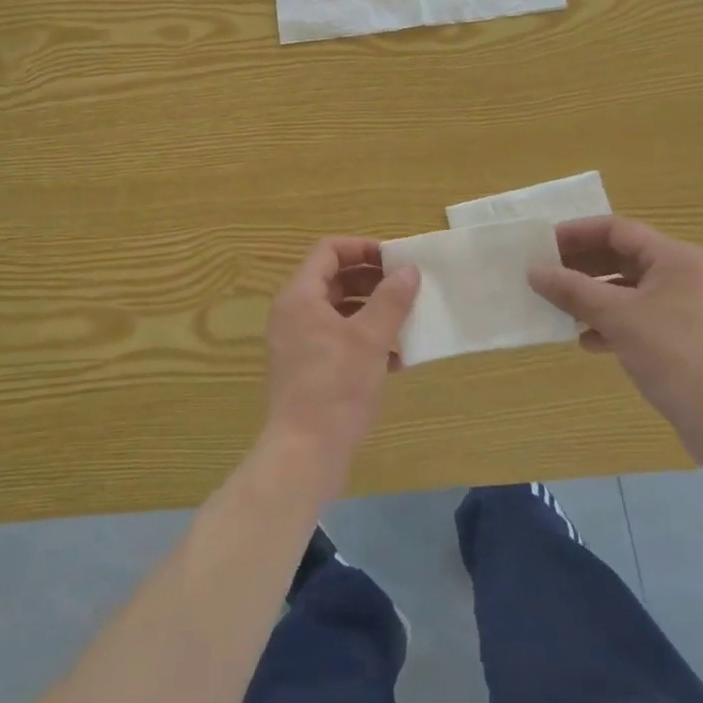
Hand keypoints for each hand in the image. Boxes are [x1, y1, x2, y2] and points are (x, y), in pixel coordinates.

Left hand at [261, 238, 419, 492]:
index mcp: (300, 297)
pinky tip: (395, 360)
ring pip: (338, 311)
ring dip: (372, 312)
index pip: (329, 251)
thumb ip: (391, 300)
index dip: (362, 248)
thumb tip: (409, 270)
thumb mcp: (370, 339)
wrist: (304, 454)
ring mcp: (297, 343)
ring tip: (406, 321)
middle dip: (372, 281)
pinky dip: (364, 340)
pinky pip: (337, 340)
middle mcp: (293, 314)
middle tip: (407, 288)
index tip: (395, 260)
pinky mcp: (306, 370)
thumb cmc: (335, 388)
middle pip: (334, 279)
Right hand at [528, 216, 702, 457]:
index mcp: (674, 258)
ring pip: (628, 290)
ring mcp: (686, 308)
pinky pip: (639, 317)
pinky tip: (587, 340)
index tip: (543, 246)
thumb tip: (533, 271)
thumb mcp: (617, 317)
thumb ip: (572, 290)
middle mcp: (683, 275)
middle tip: (546, 275)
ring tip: (560, 307)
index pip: (617, 229)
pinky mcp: (685, 338)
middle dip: (582, 266)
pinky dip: (611, 323)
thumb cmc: (674, 355)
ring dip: (593, 296)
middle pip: (622, 257)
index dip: (577, 233)